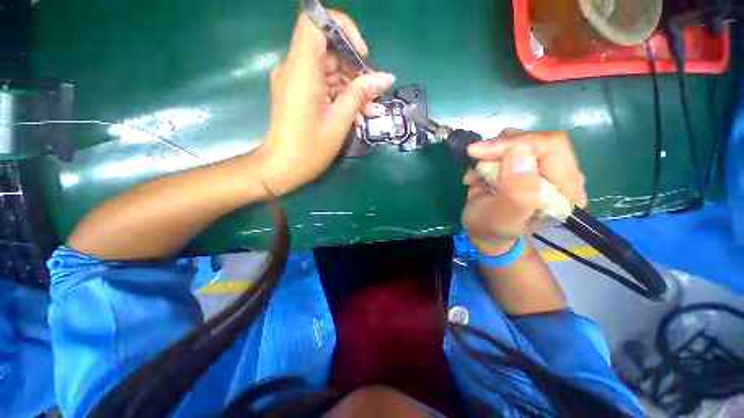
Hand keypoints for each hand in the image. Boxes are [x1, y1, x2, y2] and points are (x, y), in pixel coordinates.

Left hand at [262, 11, 395, 194]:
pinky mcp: (299, 93)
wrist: (282, 168)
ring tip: (367, 113)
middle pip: (329, 50)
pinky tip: (355, 116)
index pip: (316, 22)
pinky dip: (341, 96)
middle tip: (372, 97)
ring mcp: (296, 81)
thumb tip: (386, 77)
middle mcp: (295, 68)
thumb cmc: (309, 150)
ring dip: (352, 88)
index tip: (361, 54)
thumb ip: (360, 95)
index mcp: (302, 71)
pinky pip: (323, 85)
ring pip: (330, 70)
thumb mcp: (338, 122)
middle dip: (355, 70)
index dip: (342, 29)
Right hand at [462, 130, 587, 255]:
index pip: (553, 147)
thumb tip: (519, 152)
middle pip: (536, 140)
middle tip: (475, 157)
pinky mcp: (524, 164)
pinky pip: (506, 146)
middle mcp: (560, 174)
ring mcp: (541, 167)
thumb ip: (516, 192)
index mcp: (566, 191)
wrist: (485, 231)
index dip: (517, 144)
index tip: (483, 152)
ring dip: (491, 153)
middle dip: (501, 146)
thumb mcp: (502, 218)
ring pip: (519, 140)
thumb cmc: (492, 229)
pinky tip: (477, 174)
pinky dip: (486, 156)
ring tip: (476, 173)